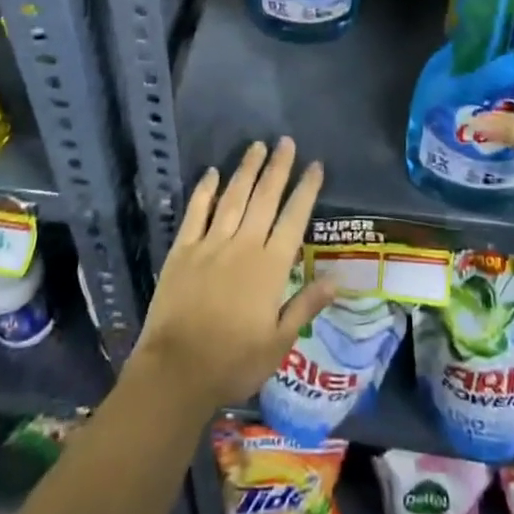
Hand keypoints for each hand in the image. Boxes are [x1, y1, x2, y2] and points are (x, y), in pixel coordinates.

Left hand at [131, 138, 335, 412]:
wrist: (177, 371)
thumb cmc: (233, 362)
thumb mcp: (278, 343)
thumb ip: (305, 306)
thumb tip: (337, 279)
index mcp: (270, 267)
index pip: (293, 219)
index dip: (306, 190)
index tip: (315, 165)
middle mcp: (243, 246)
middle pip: (264, 198)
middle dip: (278, 168)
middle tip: (286, 141)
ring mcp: (211, 244)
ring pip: (233, 197)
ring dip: (246, 169)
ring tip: (257, 145)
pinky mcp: (183, 250)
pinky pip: (196, 212)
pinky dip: (205, 190)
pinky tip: (212, 172)